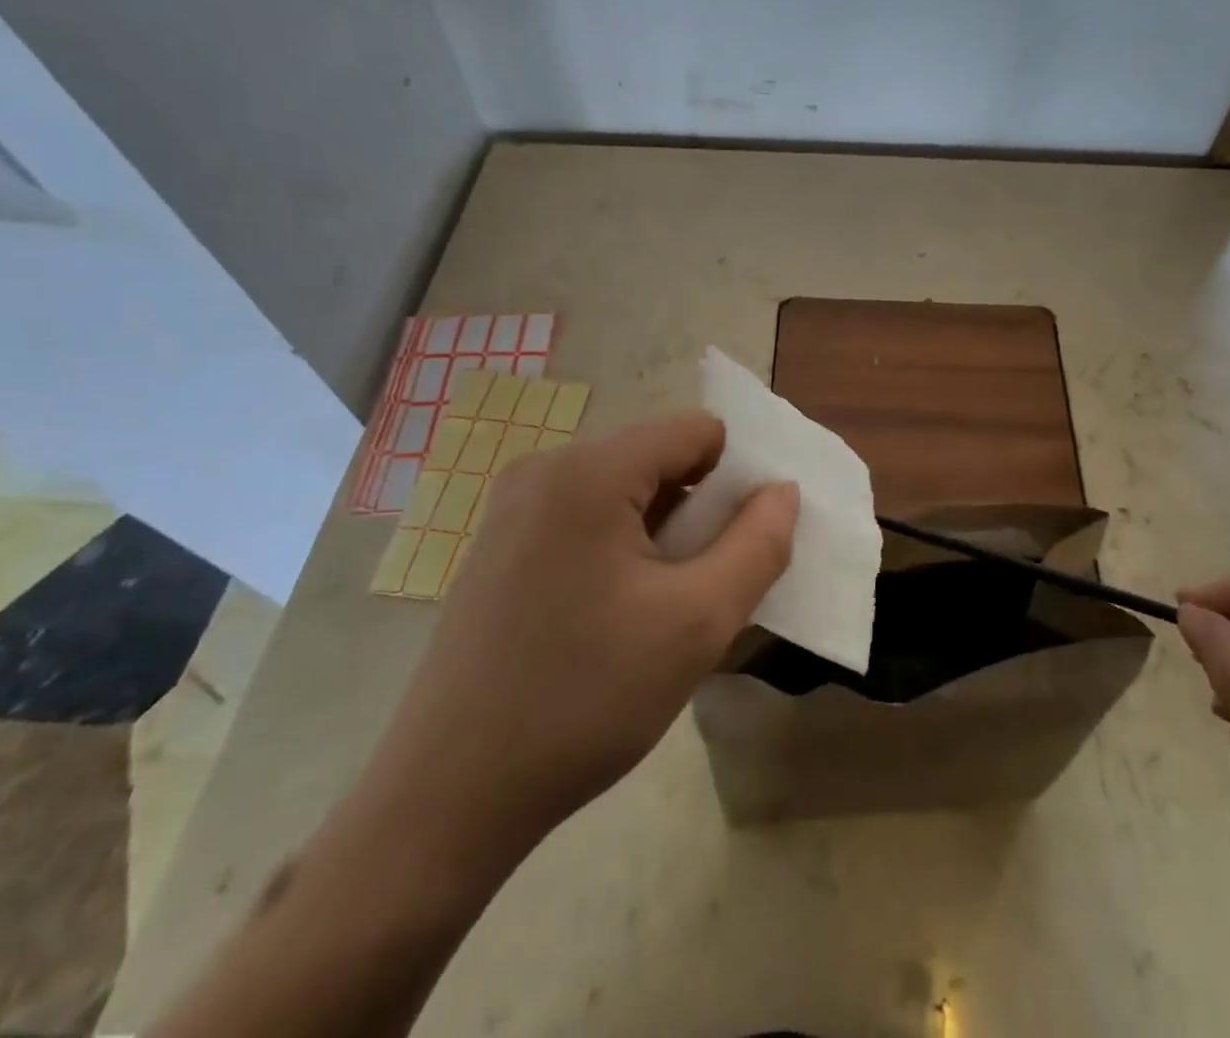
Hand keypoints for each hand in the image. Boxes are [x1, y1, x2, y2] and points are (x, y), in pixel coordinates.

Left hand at [356, 414, 796, 899]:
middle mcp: (545, 468)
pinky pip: (586, 518)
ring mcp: (513, 506)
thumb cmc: (584, 700)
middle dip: (697, 513)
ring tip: (659, 612)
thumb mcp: (697, 624)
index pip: (696, 432)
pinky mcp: (500, 544)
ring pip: (625, 492)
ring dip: (662, 537)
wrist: (447, 798)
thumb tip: (782, 491)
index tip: (740, 545)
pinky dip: (622, 550)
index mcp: (589, 471)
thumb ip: (757, 546)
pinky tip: (614, 618)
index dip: (735, 480)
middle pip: (659, 459)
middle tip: (701, 590)